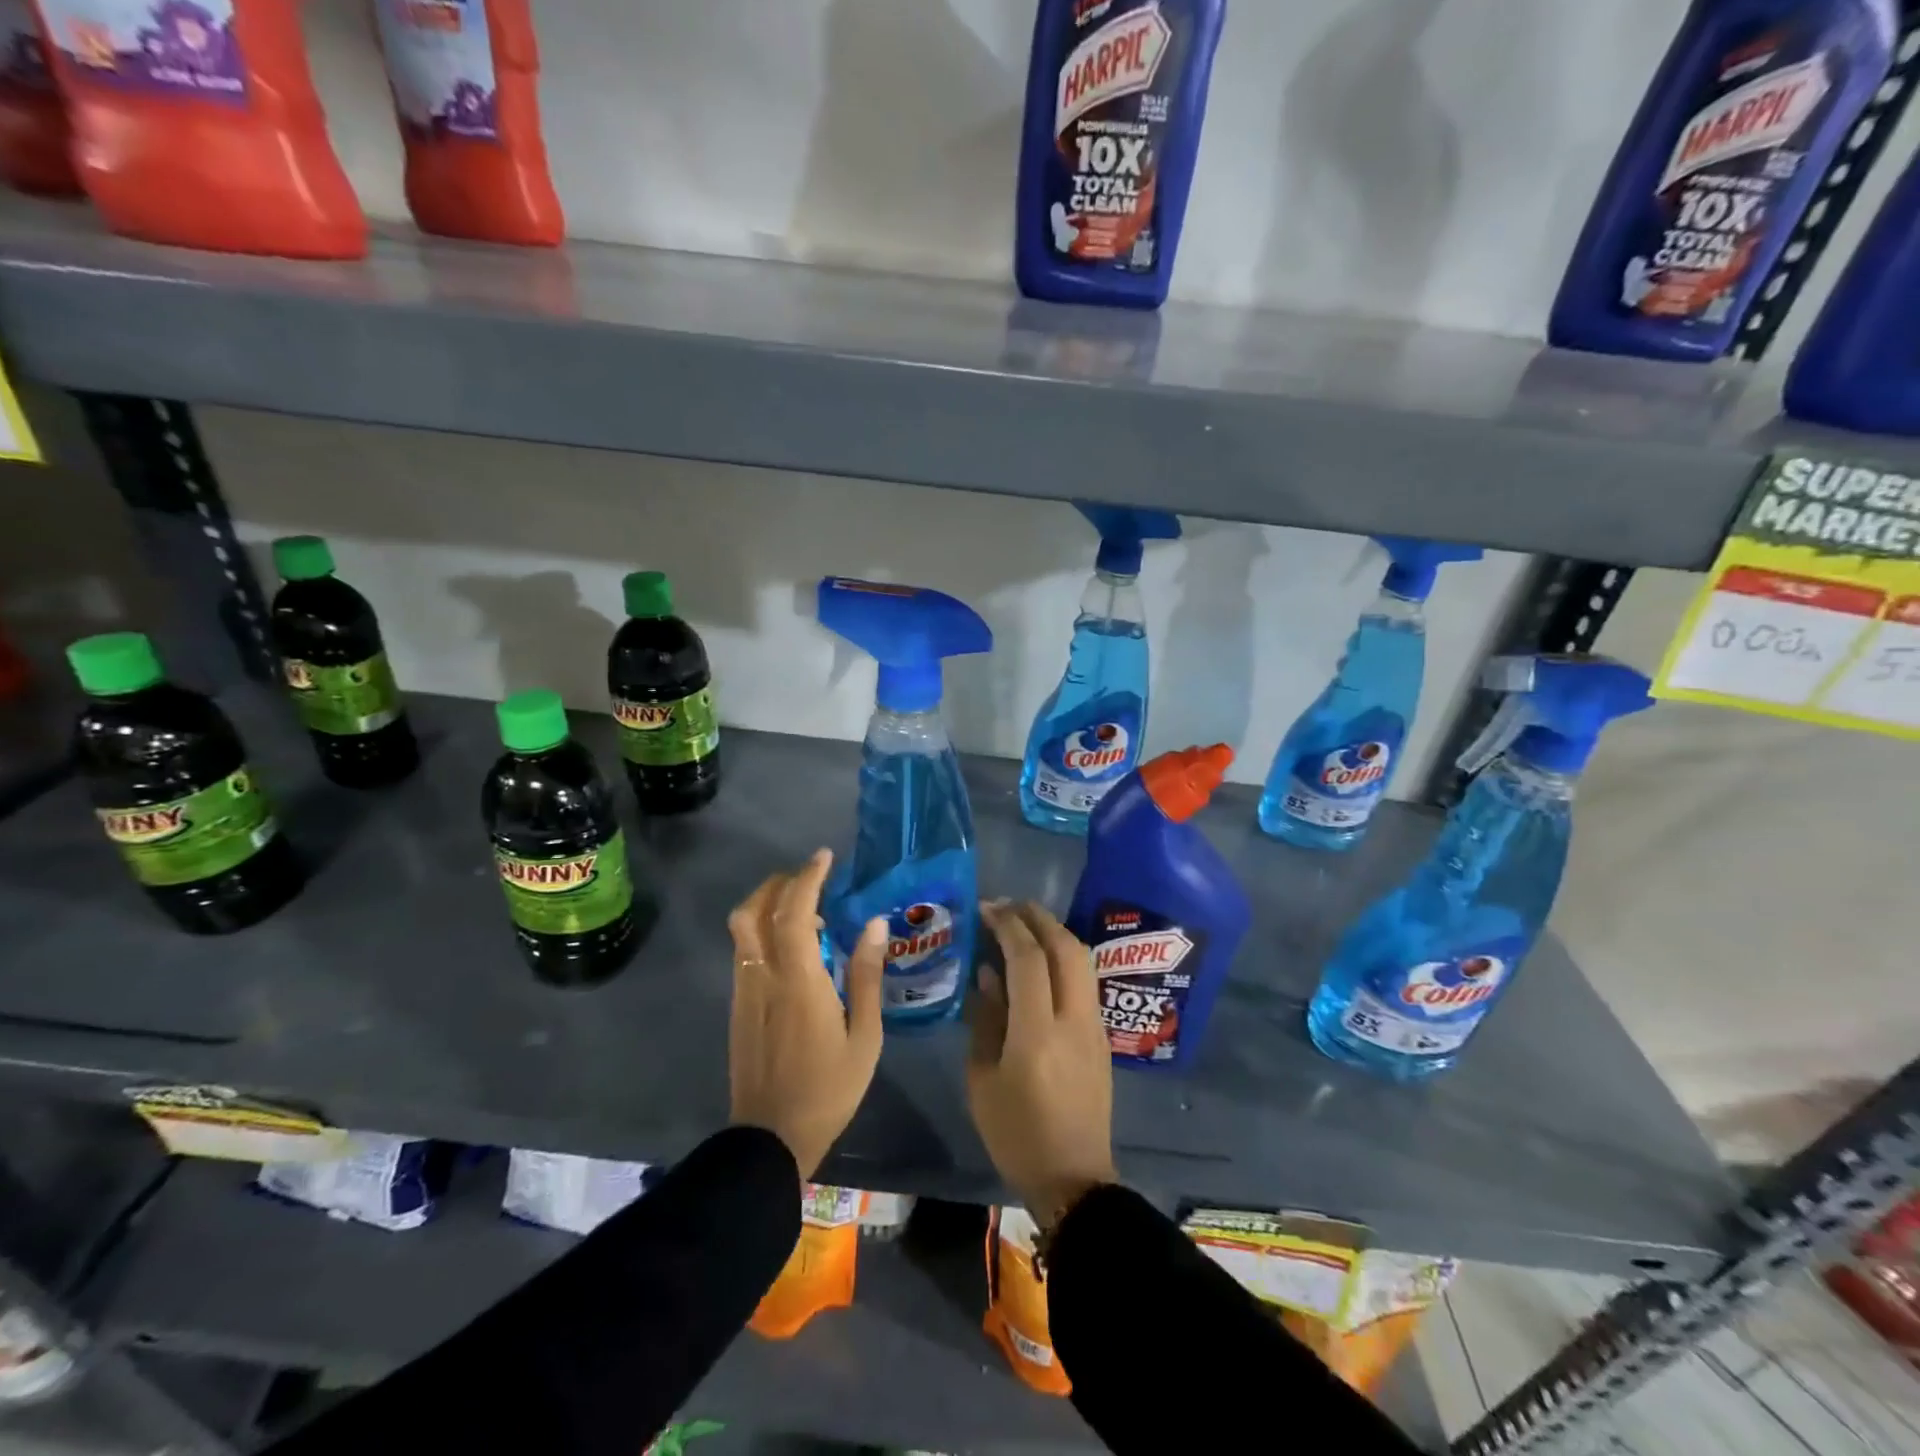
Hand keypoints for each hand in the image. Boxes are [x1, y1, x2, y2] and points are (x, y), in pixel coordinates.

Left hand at [726, 849, 885, 1179]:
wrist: (770, 1139)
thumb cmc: (828, 1088)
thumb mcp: (864, 1036)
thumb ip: (867, 975)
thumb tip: (875, 924)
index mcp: (797, 980)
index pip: (795, 912)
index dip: (807, 878)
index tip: (824, 857)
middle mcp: (762, 976)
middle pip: (754, 910)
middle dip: (779, 883)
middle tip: (811, 878)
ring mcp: (744, 991)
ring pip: (743, 929)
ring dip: (768, 905)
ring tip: (807, 912)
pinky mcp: (738, 1006)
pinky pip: (745, 951)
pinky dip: (764, 931)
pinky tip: (793, 949)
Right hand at [967, 900, 1116, 1229]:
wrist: (1074, 1179)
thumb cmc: (1016, 1134)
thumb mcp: (983, 1079)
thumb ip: (986, 1019)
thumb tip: (988, 973)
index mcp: (1037, 1033)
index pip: (1028, 958)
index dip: (1007, 926)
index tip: (986, 908)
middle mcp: (1073, 1019)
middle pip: (1065, 947)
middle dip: (1037, 917)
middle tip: (1008, 905)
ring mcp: (1094, 1025)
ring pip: (1081, 960)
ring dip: (1054, 932)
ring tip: (1024, 923)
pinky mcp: (1102, 1035)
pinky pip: (1084, 980)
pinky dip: (1063, 956)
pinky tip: (1042, 959)